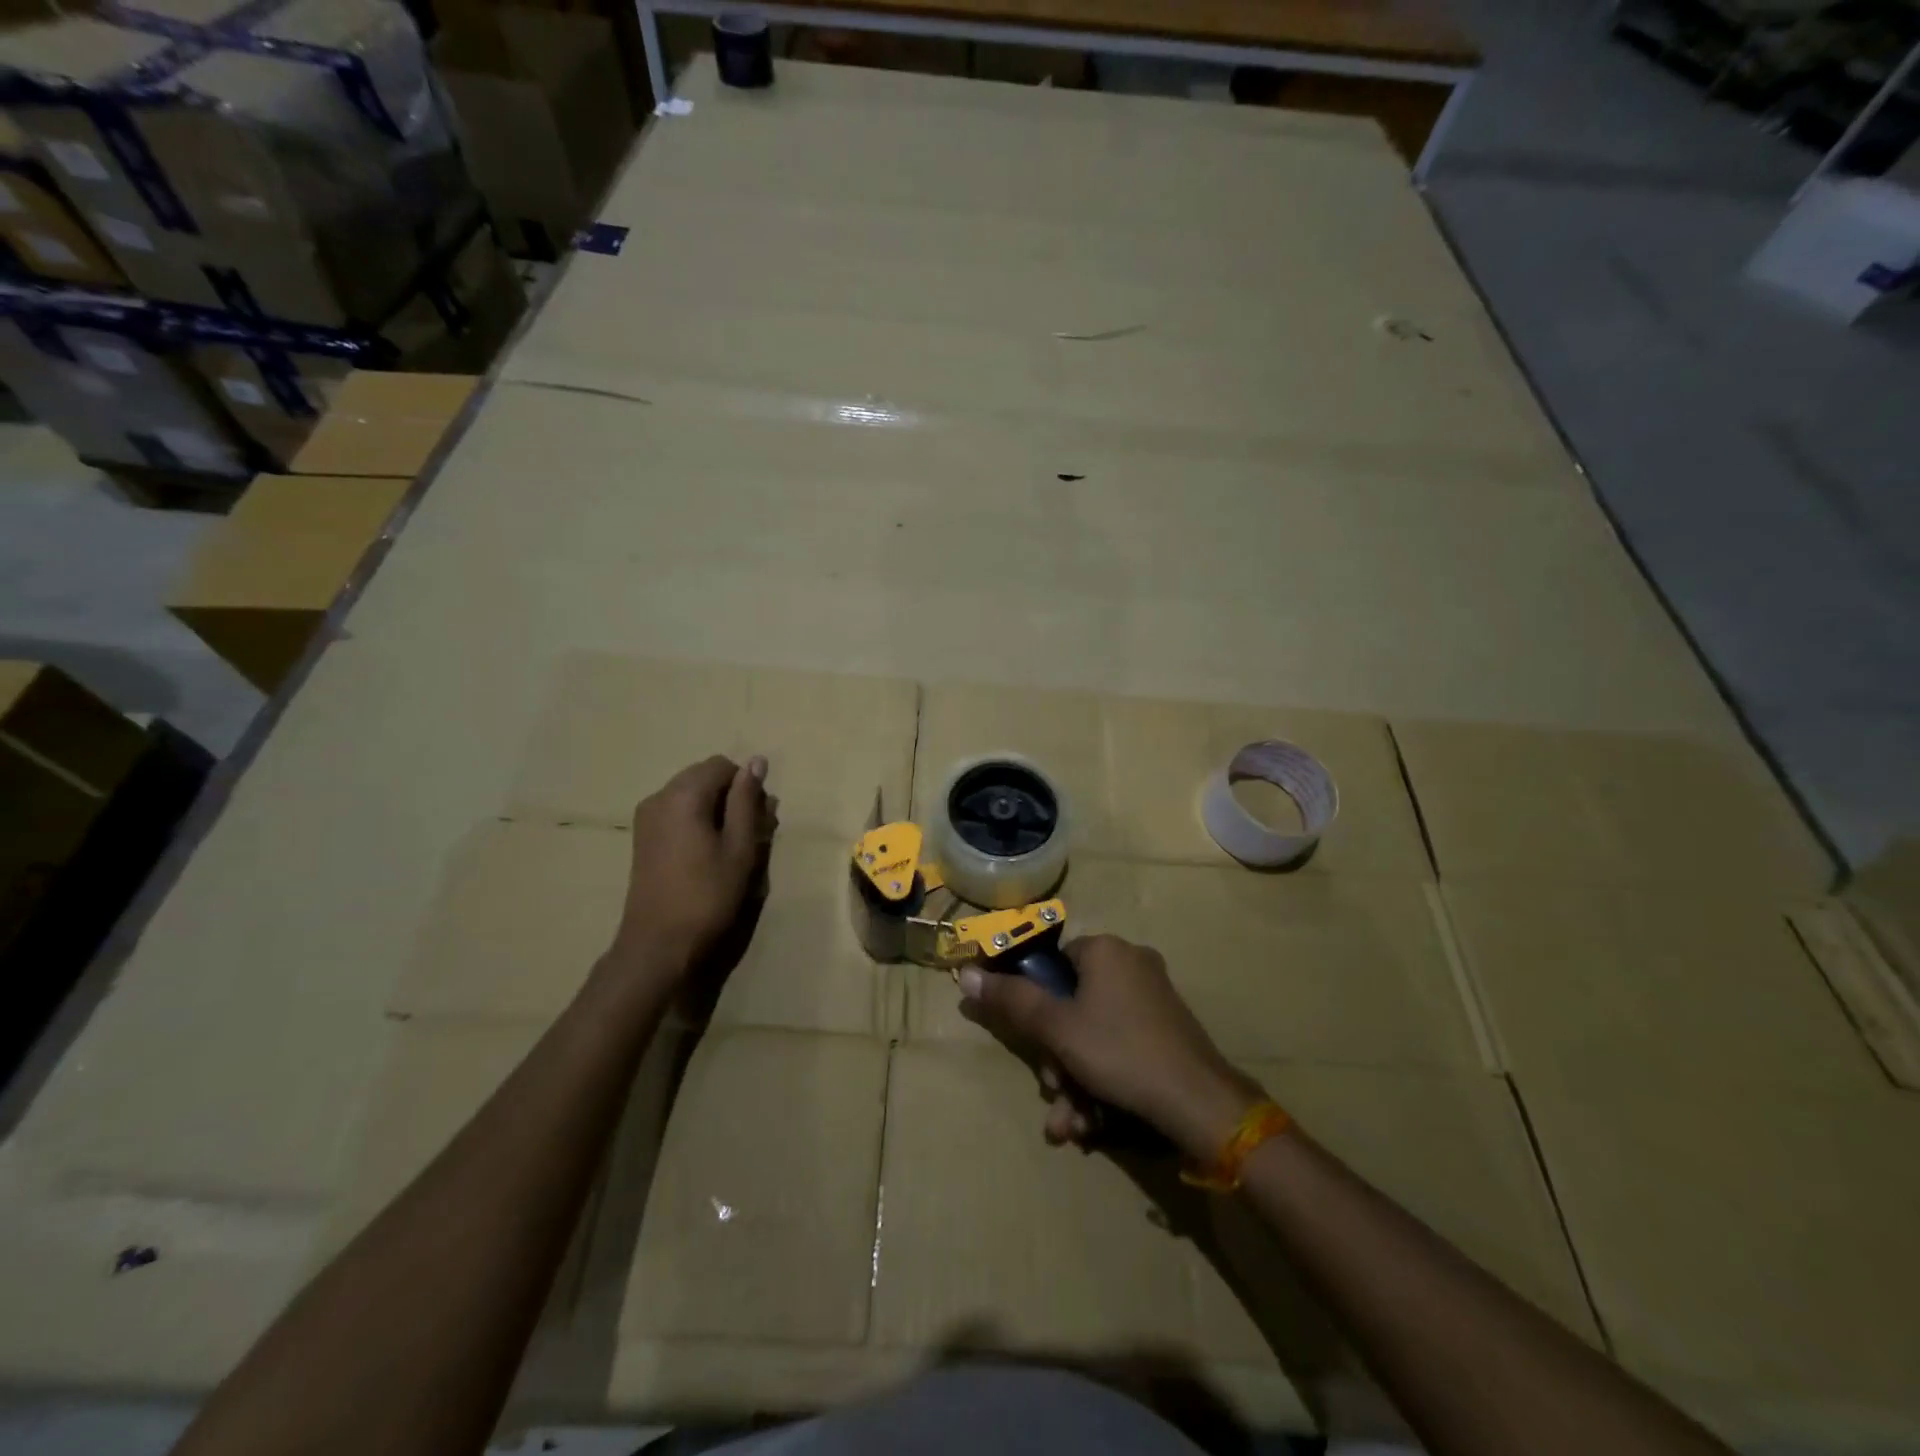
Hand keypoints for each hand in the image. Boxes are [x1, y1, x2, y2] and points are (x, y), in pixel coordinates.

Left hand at [604, 755, 777, 985]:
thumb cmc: (707, 895)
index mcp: (683, 794)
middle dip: (730, 796)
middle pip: (704, 776)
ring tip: (730, 846)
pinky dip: (697, 821)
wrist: (659, 943)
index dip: (746, 786)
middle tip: (748, 834)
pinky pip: (677, 811)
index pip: (723, 765)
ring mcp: (646, 817)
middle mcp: (659, 796)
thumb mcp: (739, 847)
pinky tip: (707, 853)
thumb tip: (756, 761)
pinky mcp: (643, 837)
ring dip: (715, 809)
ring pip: (691, 794)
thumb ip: (747, 801)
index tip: (757, 819)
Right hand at [959, 934, 1264, 1158]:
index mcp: (1106, 949)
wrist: (1199, 1103)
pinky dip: (1103, 1081)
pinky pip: (1120, 1047)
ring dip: (1075, 1080)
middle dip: (1056, 1058)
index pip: (1053, 964)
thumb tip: (966, 973)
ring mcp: (1154, 998)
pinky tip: (1094, 1124)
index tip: (1033, 1046)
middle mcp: (1131, 964)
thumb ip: (1011, 1000)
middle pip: (1072, 1005)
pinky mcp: (1168, 1031)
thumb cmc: (1119, 1052)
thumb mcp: (1056, 1028)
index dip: (1035, 1006)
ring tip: (1072, 1124)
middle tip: (1054, 1092)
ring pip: (1094, 1034)